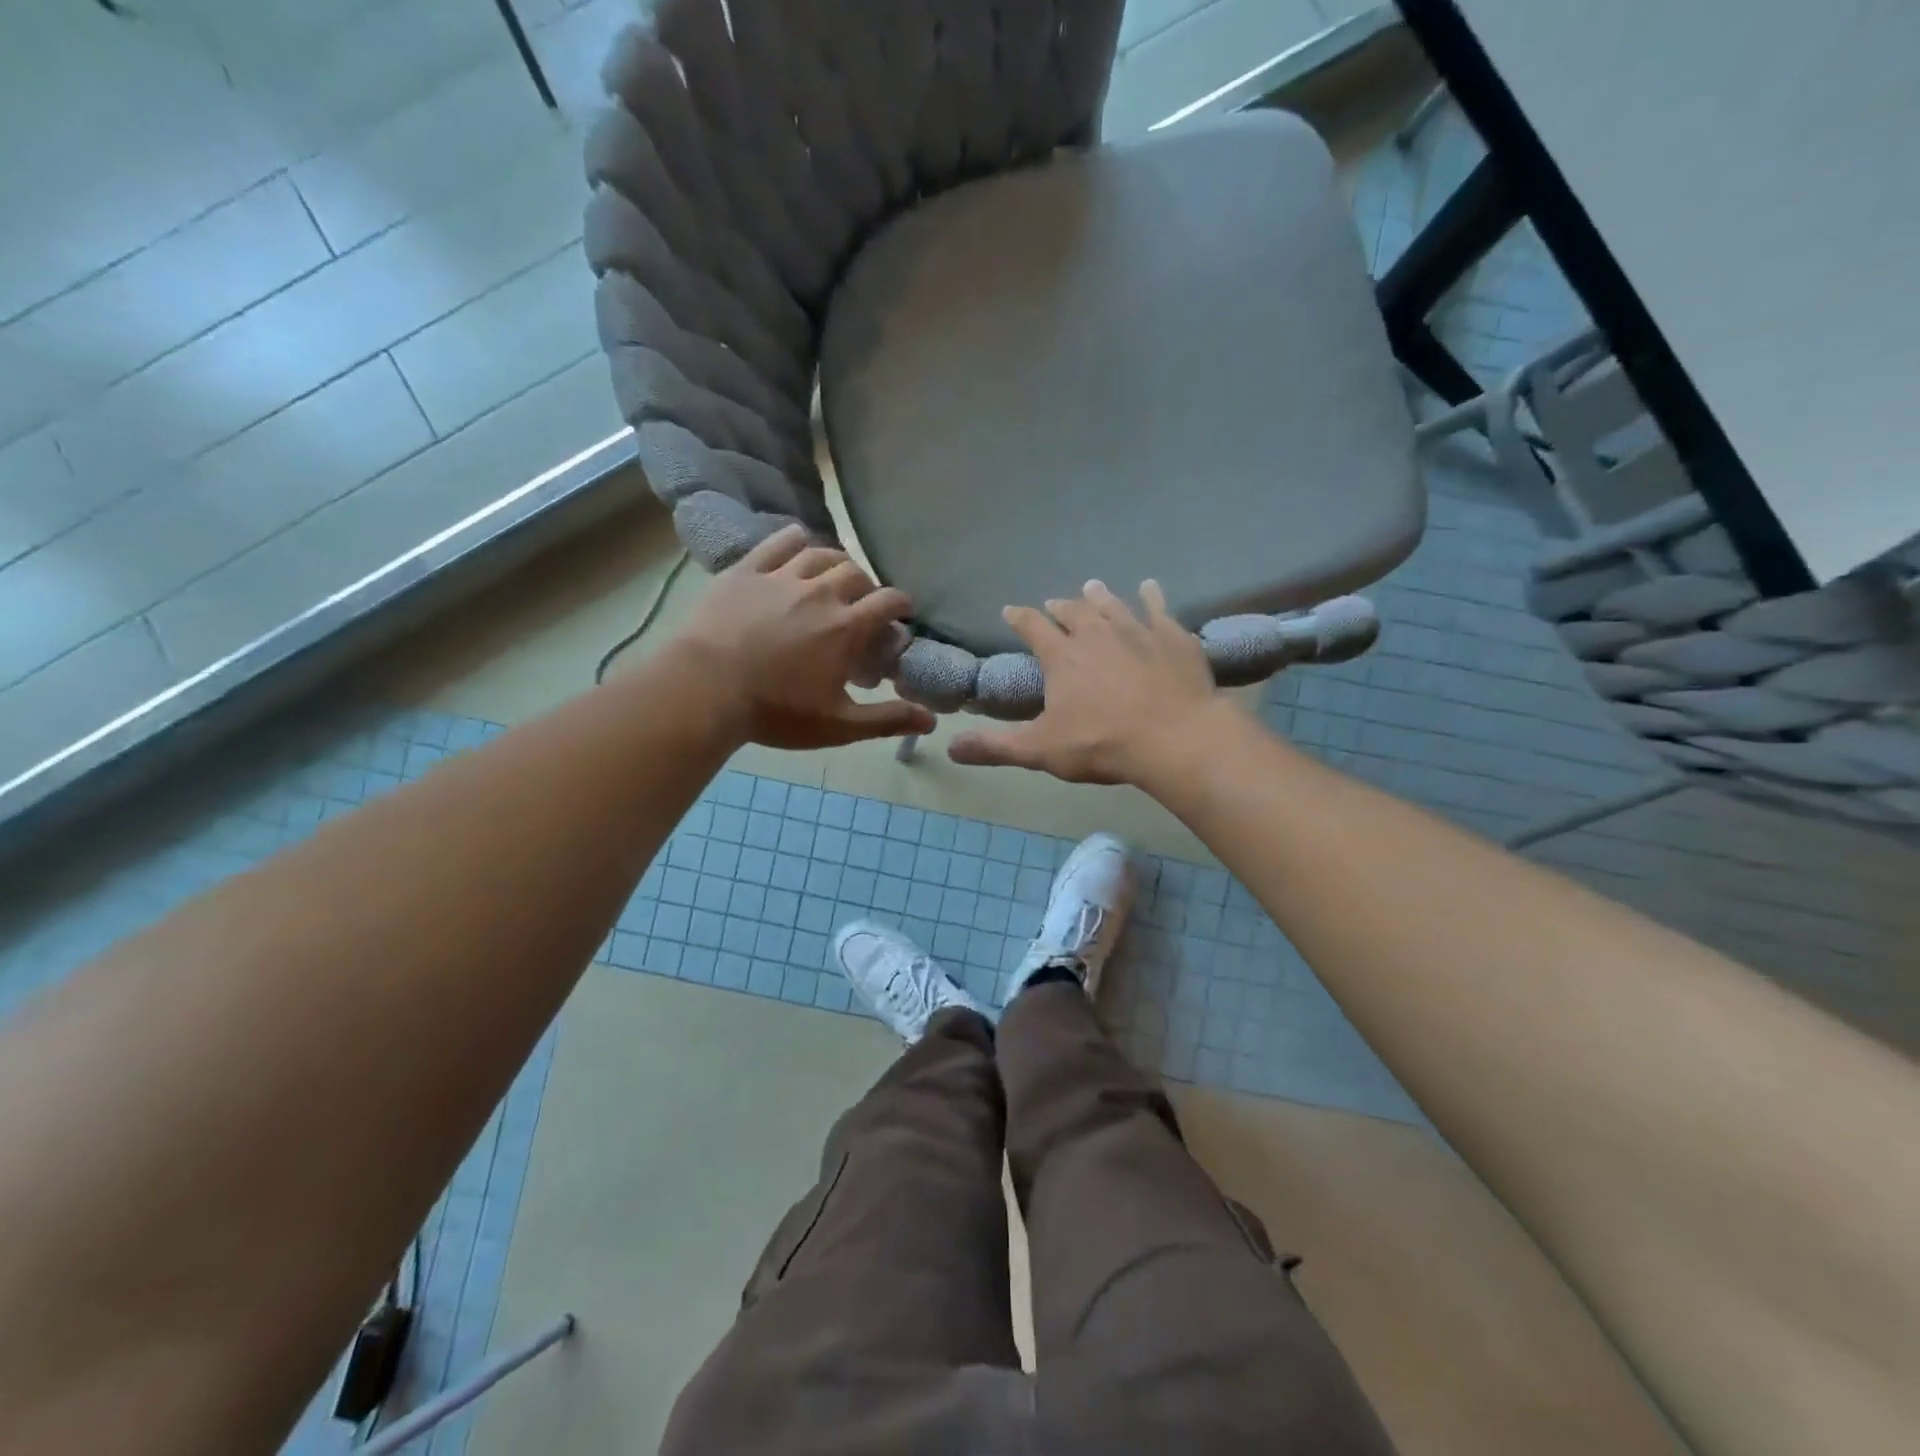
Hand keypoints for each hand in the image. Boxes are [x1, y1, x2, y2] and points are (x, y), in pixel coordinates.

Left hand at [672, 526, 934, 748]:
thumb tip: (931, 721)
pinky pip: (777, 543)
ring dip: (834, 562)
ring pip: (820, 553)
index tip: (902, 613)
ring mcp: (781, 577)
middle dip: (867, 586)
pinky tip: (798, 542)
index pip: (888, 601)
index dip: (901, 604)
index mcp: (846, 626)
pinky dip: (794, 540)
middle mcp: (820, 592)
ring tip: (833, 576)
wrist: (704, 690)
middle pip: (856, 573)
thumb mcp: (838, 725)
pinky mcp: (746, 571)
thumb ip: (887, 720)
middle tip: (862, 604)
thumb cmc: (775, 712)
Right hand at [948, 580, 1224, 784]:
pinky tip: (1149, 588)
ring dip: (1099, 596)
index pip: (1033, 627)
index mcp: (1062, 656)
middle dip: (1060, 607)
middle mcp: (1096, 634)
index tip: (1010, 610)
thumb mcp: (1040, 750)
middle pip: (1073, 612)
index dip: (1019, 618)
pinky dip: (1151, 596)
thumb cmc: (1102, 744)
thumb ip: (995, 747)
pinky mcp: (1172, 637)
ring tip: (1091, 587)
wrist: (1176, 738)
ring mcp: (1138, 631)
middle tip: (1054, 603)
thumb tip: (950, 747)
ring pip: (1112, 605)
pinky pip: (1159, 608)